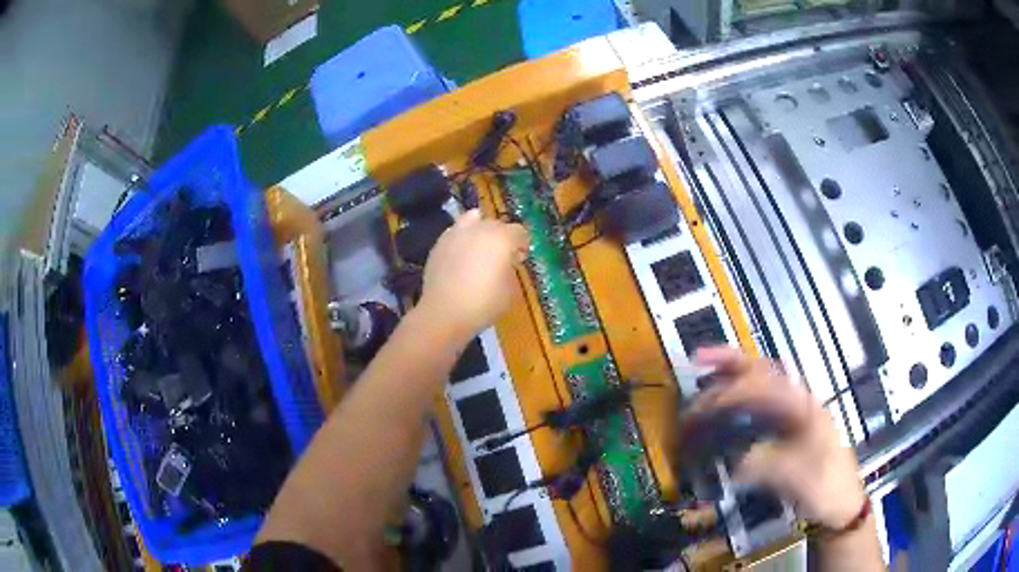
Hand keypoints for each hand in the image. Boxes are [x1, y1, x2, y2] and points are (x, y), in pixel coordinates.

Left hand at [417, 210, 528, 342]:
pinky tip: (461, 256)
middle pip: (496, 224)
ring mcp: (457, 233)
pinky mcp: (439, 243)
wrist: (443, 312)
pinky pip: (456, 233)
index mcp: (502, 238)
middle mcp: (480, 228)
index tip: (519, 259)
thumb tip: (507, 263)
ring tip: (479, 250)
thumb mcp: (510, 291)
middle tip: (501, 258)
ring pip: (473, 221)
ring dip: (480, 232)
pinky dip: (462, 239)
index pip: (519, 232)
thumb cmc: (483, 303)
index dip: (522, 245)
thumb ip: (511, 270)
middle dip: (502, 238)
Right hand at [690, 347, 866, 529]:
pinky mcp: (789, 428)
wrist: (842, 504)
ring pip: (762, 382)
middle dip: (731, 362)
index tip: (705, 407)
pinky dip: (740, 396)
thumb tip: (730, 460)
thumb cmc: (825, 487)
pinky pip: (761, 403)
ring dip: (734, 373)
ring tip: (706, 371)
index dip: (733, 390)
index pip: (765, 385)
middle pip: (764, 371)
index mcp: (804, 407)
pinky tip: (726, 405)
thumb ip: (765, 464)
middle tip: (698, 360)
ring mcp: (795, 413)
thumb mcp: (797, 478)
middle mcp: (799, 402)